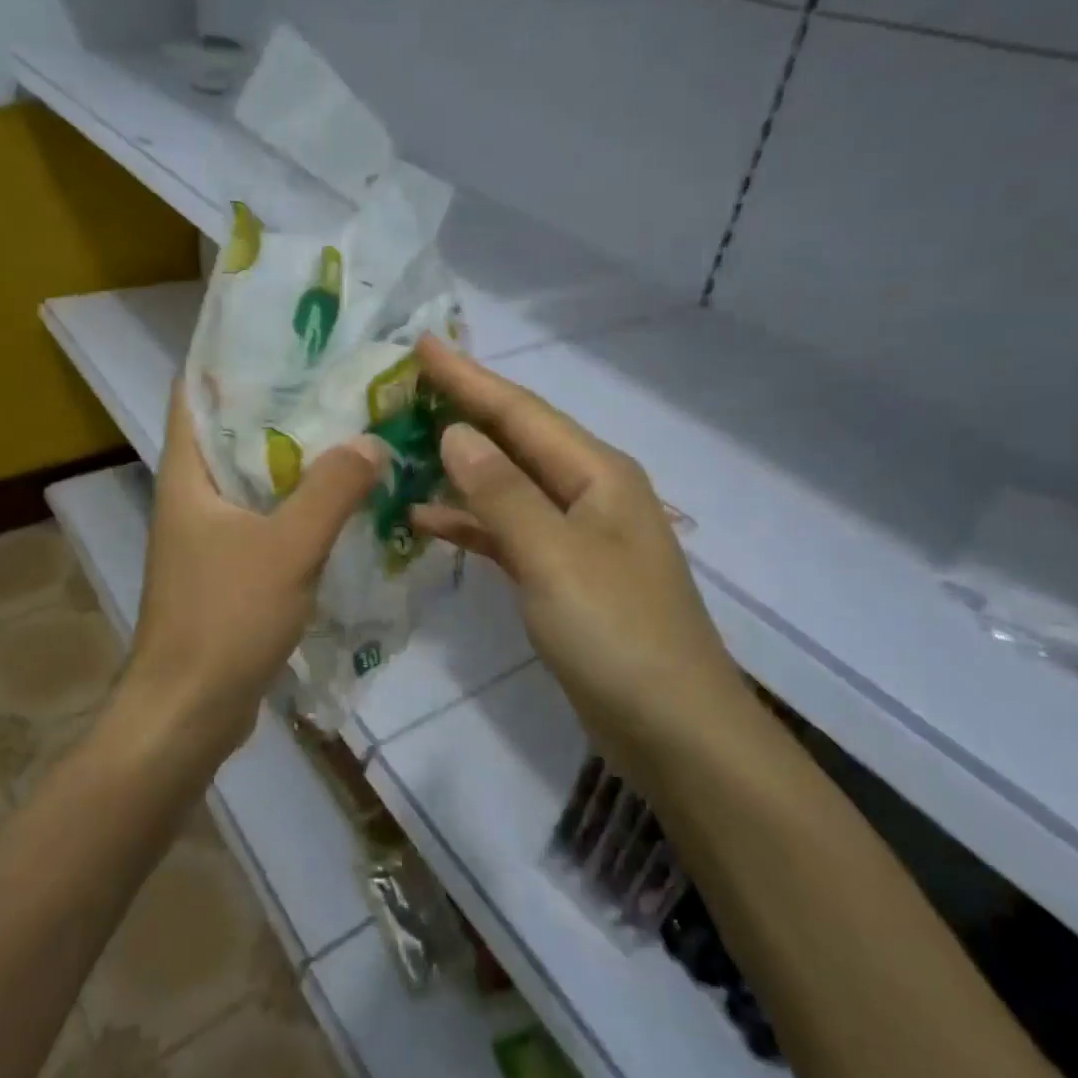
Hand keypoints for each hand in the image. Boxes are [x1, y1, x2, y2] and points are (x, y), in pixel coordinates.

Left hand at [124, 383, 383, 758]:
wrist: (189, 712)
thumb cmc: (224, 618)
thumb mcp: (287, 547)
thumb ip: (331, 490)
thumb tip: (371, 440)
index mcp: (186, 475)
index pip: (194, 394)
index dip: (229, 359)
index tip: (284, 337)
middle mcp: (190, 496)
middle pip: (232, 433)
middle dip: (279, 405)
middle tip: (337, 379)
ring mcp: (206, 535)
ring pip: (253, 478)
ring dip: (294, 458)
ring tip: (348, 427)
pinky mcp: (226, 569)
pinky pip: (264, 518)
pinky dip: (296, 504)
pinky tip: (341, 499)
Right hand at [410, 336, 742, 761]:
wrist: (675, 732)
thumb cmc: (618, 635)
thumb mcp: (554, 557)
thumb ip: (502, 493)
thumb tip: (456, 433)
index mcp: (597, 474)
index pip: (521, 412)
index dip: (468, 378)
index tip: (421, 345)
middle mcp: (589, 492)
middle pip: (516, 439)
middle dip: (463, 410)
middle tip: (405, 386)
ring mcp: (575, 536)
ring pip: (507, 484)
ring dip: (459, 467)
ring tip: (402, 445)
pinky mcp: (561, 575)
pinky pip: (507, 531)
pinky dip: (470, 522)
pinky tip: (426, 518)